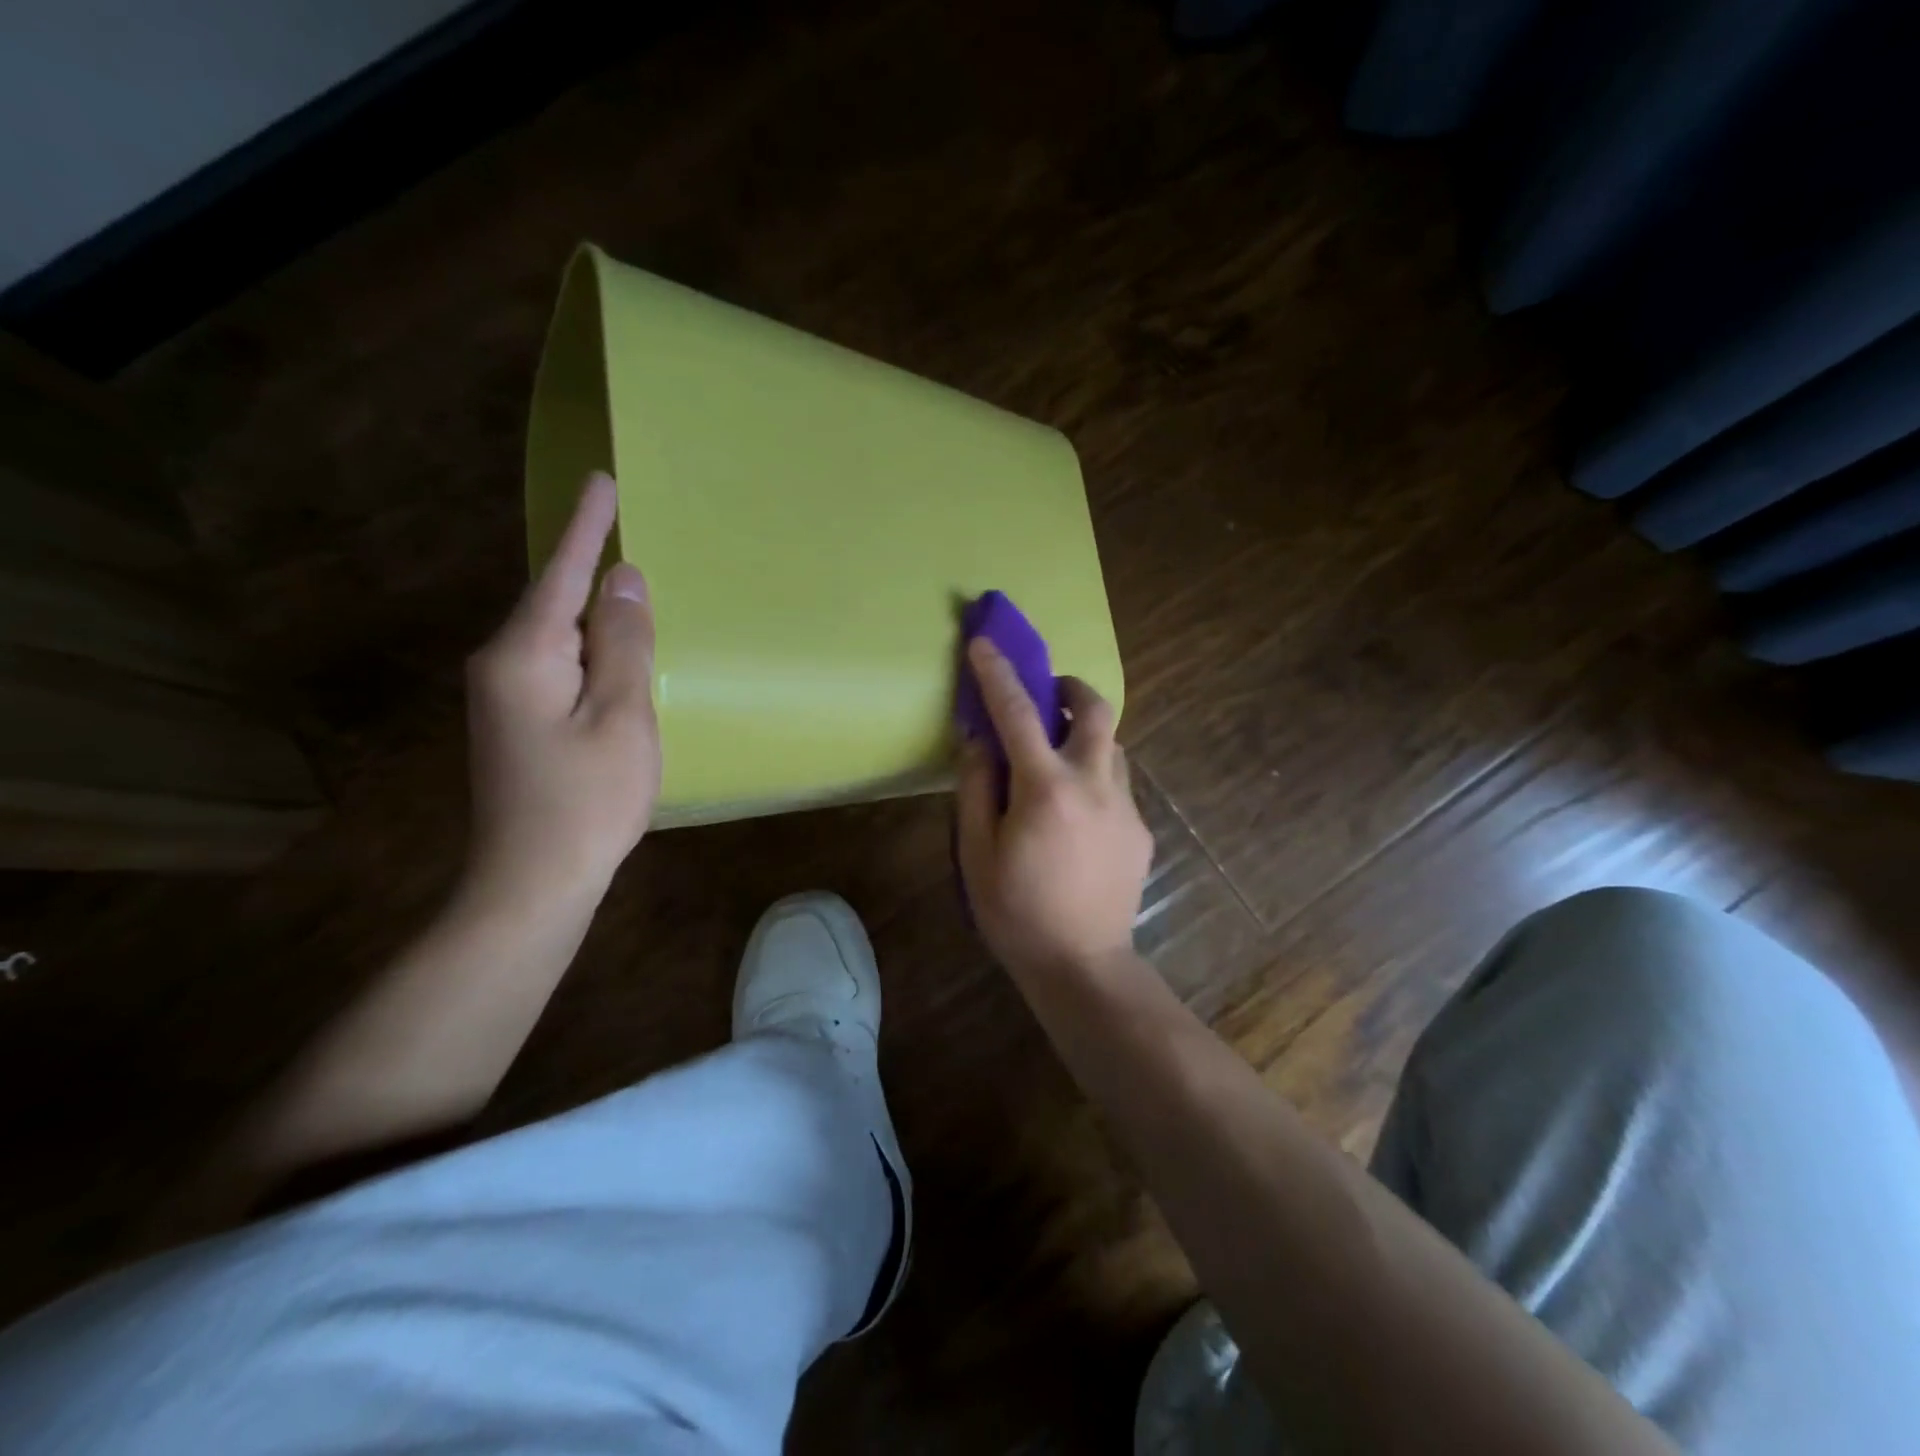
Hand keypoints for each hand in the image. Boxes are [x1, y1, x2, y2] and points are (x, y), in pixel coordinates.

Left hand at [465, 472, 659, 903]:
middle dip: (592, 572)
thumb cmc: (588, 801)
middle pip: (556, 602)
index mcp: (525, 655)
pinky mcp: (516, 722)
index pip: (561, 574)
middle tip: (630, 536)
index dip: (587, 527)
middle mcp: (502, 664)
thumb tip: (624, 581)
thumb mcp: (623, 718)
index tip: (602, 479)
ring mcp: (504, 697)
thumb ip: (625, 645)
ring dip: (596, 618)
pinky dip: (591, 653)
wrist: (532, 884)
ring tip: (633, 596)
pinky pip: (560, 667)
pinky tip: (614, 659)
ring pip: (559, 638)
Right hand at [955, 638, 1152, 979]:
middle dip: (1071, 687)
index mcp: (1046, 788)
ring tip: (1057, 762)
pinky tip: (1075, 816)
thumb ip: (976, 788)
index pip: (1018, 713)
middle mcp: (1094, 784)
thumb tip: (979, 740)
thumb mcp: (976, 852)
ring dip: (1084, 737)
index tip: (984, 643)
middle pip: (1096, 709)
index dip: (997, 673)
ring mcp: (1126, 806)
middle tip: (1048, 696)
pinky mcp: (1141, 830)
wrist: (1083, 966)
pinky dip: (1093, 778)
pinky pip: (1117, 784)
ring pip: (1112, 746)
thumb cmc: (1016, 912)